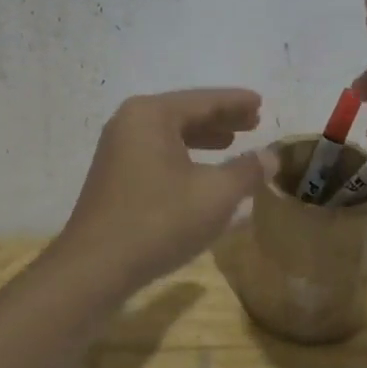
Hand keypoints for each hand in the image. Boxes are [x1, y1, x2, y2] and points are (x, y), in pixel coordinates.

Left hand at [60, 89, 276, 288]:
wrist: (96, 267)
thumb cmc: (159, 221)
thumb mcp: (215, 194)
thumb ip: (247, 170)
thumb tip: (270, 156)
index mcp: (151, 115)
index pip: (203, 100)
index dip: (236, 102)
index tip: (261, 102)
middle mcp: (129, 123)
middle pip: (184, 113)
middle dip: (220, 118)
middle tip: (253, 122)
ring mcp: (117, 150)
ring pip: (169, 135)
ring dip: (202, 138)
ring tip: (231, 143)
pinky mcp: (113, 177)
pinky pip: (157, 154)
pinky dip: (183, 156)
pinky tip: (200, 173)